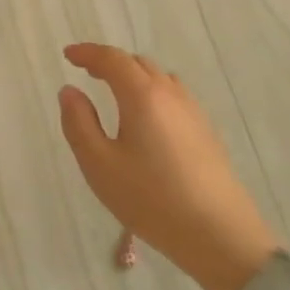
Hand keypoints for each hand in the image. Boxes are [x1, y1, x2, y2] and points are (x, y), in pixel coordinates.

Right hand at [58, 44, 279, 289]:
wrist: (221, 237)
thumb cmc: (152, 199)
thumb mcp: (99, 164)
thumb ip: (78, 122)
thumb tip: (69, 91)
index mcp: (142, 95)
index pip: (112, 59)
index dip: (87, 53)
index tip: (68, 55)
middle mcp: (170, 94)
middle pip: (137, 63)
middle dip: (110, 63)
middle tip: (87, 72)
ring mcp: (193, 112)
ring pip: (159, 79)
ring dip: (133, 77)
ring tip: (115, 93)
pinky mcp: (207, 133)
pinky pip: (174, 97)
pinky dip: (152, 93)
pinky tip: (147, 119)